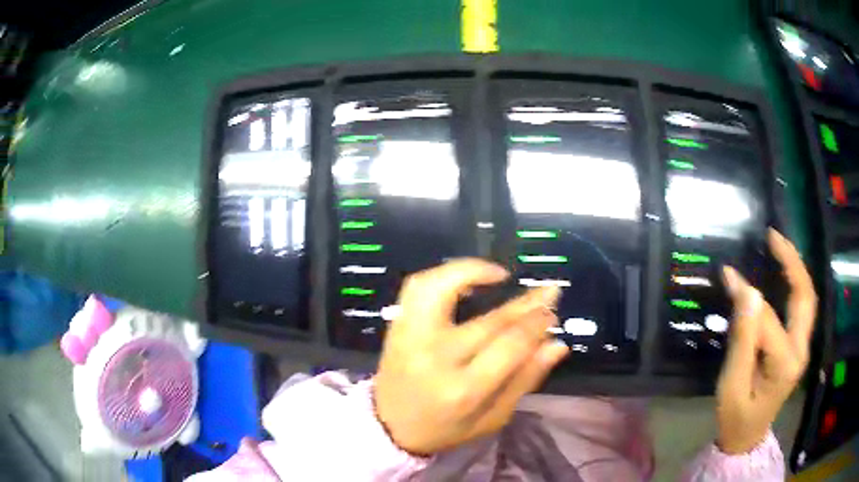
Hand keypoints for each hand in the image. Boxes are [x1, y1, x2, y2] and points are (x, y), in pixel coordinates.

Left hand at [373, 259, 567, 455]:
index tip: (552, 313)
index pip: (509, 346)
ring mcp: (411, 338)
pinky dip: (443, 275)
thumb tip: (557, 344)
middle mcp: (435, 358)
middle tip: (547, 292)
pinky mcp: (397, 327)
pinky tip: (466, 277)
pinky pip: (417, 288)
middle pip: (488, 321)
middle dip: (525, 304)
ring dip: (476, 273)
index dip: (536, 324)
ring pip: (443, 290)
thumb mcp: (491, 418)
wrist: (389, 425)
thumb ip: (525, 380)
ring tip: (501, 274)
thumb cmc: (444, 428)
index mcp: (463, 390)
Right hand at [716, 229, 817, 453]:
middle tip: (772, 236)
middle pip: (805, 296)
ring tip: (779, 245)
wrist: (748, 438)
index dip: (748, 296)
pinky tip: (786, 272)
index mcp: (784, 364)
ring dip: (796, 268)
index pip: (768, 320)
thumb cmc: (736, 417)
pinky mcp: (799, 347)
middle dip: (792, 261)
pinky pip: (803, 307)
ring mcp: (803, 348)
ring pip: (808, 298)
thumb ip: (742, 340)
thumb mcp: (731, 386)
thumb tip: (747, 292)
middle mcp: (801, 350)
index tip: (728, 273)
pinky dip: (796, 284)